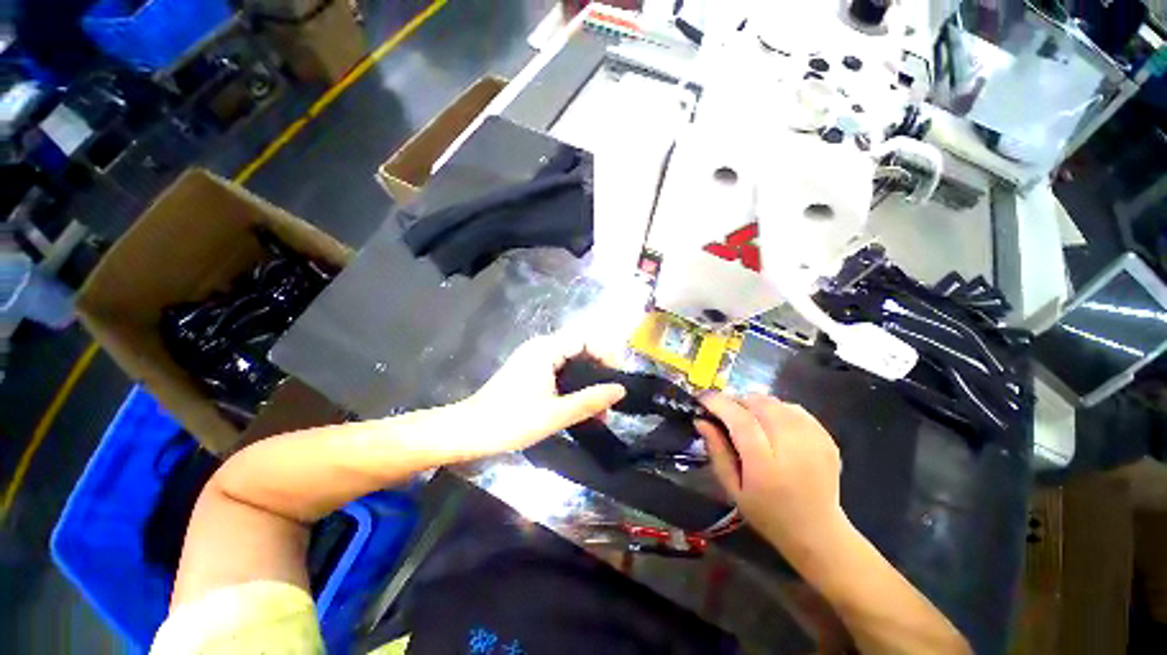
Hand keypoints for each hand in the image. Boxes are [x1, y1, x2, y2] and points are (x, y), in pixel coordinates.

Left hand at [450, 332, 625, 459]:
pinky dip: (575, 385)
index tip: (617, 377)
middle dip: (599, 370)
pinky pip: (561, 371)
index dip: (606, 352)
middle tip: (611, 397)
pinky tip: (582, 407)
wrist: (469, 431)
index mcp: (546, 349)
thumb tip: (620, 390)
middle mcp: (542, 347)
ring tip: (601, 409)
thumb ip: (590, 400)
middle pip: (581, 347)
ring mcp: (535, 358)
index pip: (586, 337)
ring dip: (588, 381)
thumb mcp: (555, 414)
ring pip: (572, 361)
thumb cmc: (510, 421)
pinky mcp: (531, 371)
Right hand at [696, 393, 847, 554]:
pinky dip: (775, 409)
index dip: (718, 404)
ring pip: (775, 402)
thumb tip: (701, 420)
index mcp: (766, 467)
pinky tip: (770, 424)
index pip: (740, 421)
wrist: (819, 532)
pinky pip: (793, 408)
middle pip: (759, 404)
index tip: (702, 398)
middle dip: (735, 401)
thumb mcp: (732, 489)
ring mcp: (814, 440)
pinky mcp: (826, 437)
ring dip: (754, 404)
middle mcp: (793, 448)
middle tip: (723, 411)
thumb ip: (716, 452)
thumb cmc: (767, 514)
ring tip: (746, 418)